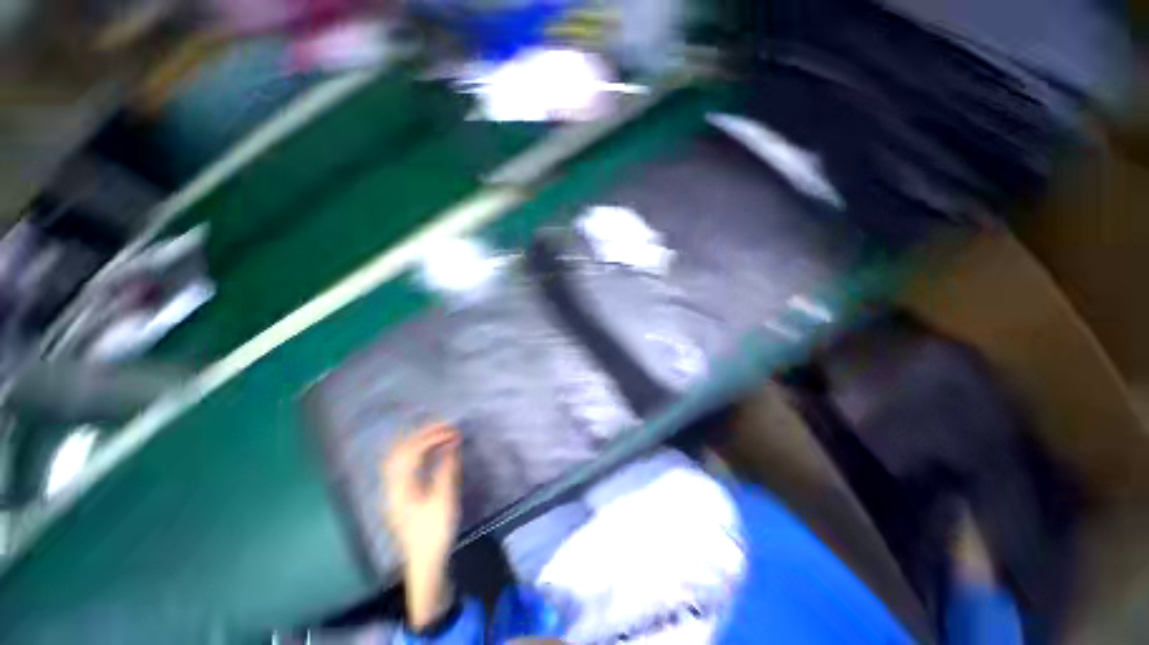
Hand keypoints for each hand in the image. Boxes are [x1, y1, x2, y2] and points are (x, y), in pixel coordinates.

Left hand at [381, 423, 461, 628]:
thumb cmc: (435, 532)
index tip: (451, 428)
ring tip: (437, 434)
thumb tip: (452, 443)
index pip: (411, 451)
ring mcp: (393, 493)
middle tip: (443, 426)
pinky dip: (415, 454)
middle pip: (399, 452)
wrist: (425, 564)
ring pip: (398, 459)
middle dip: (421, 435)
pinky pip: (402, 467)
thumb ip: (447, 468)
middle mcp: (392, 487)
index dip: (431, 436)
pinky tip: (428, 453)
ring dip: (416, 443)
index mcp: (401, 487)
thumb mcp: (445, 499)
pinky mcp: (399, 498)